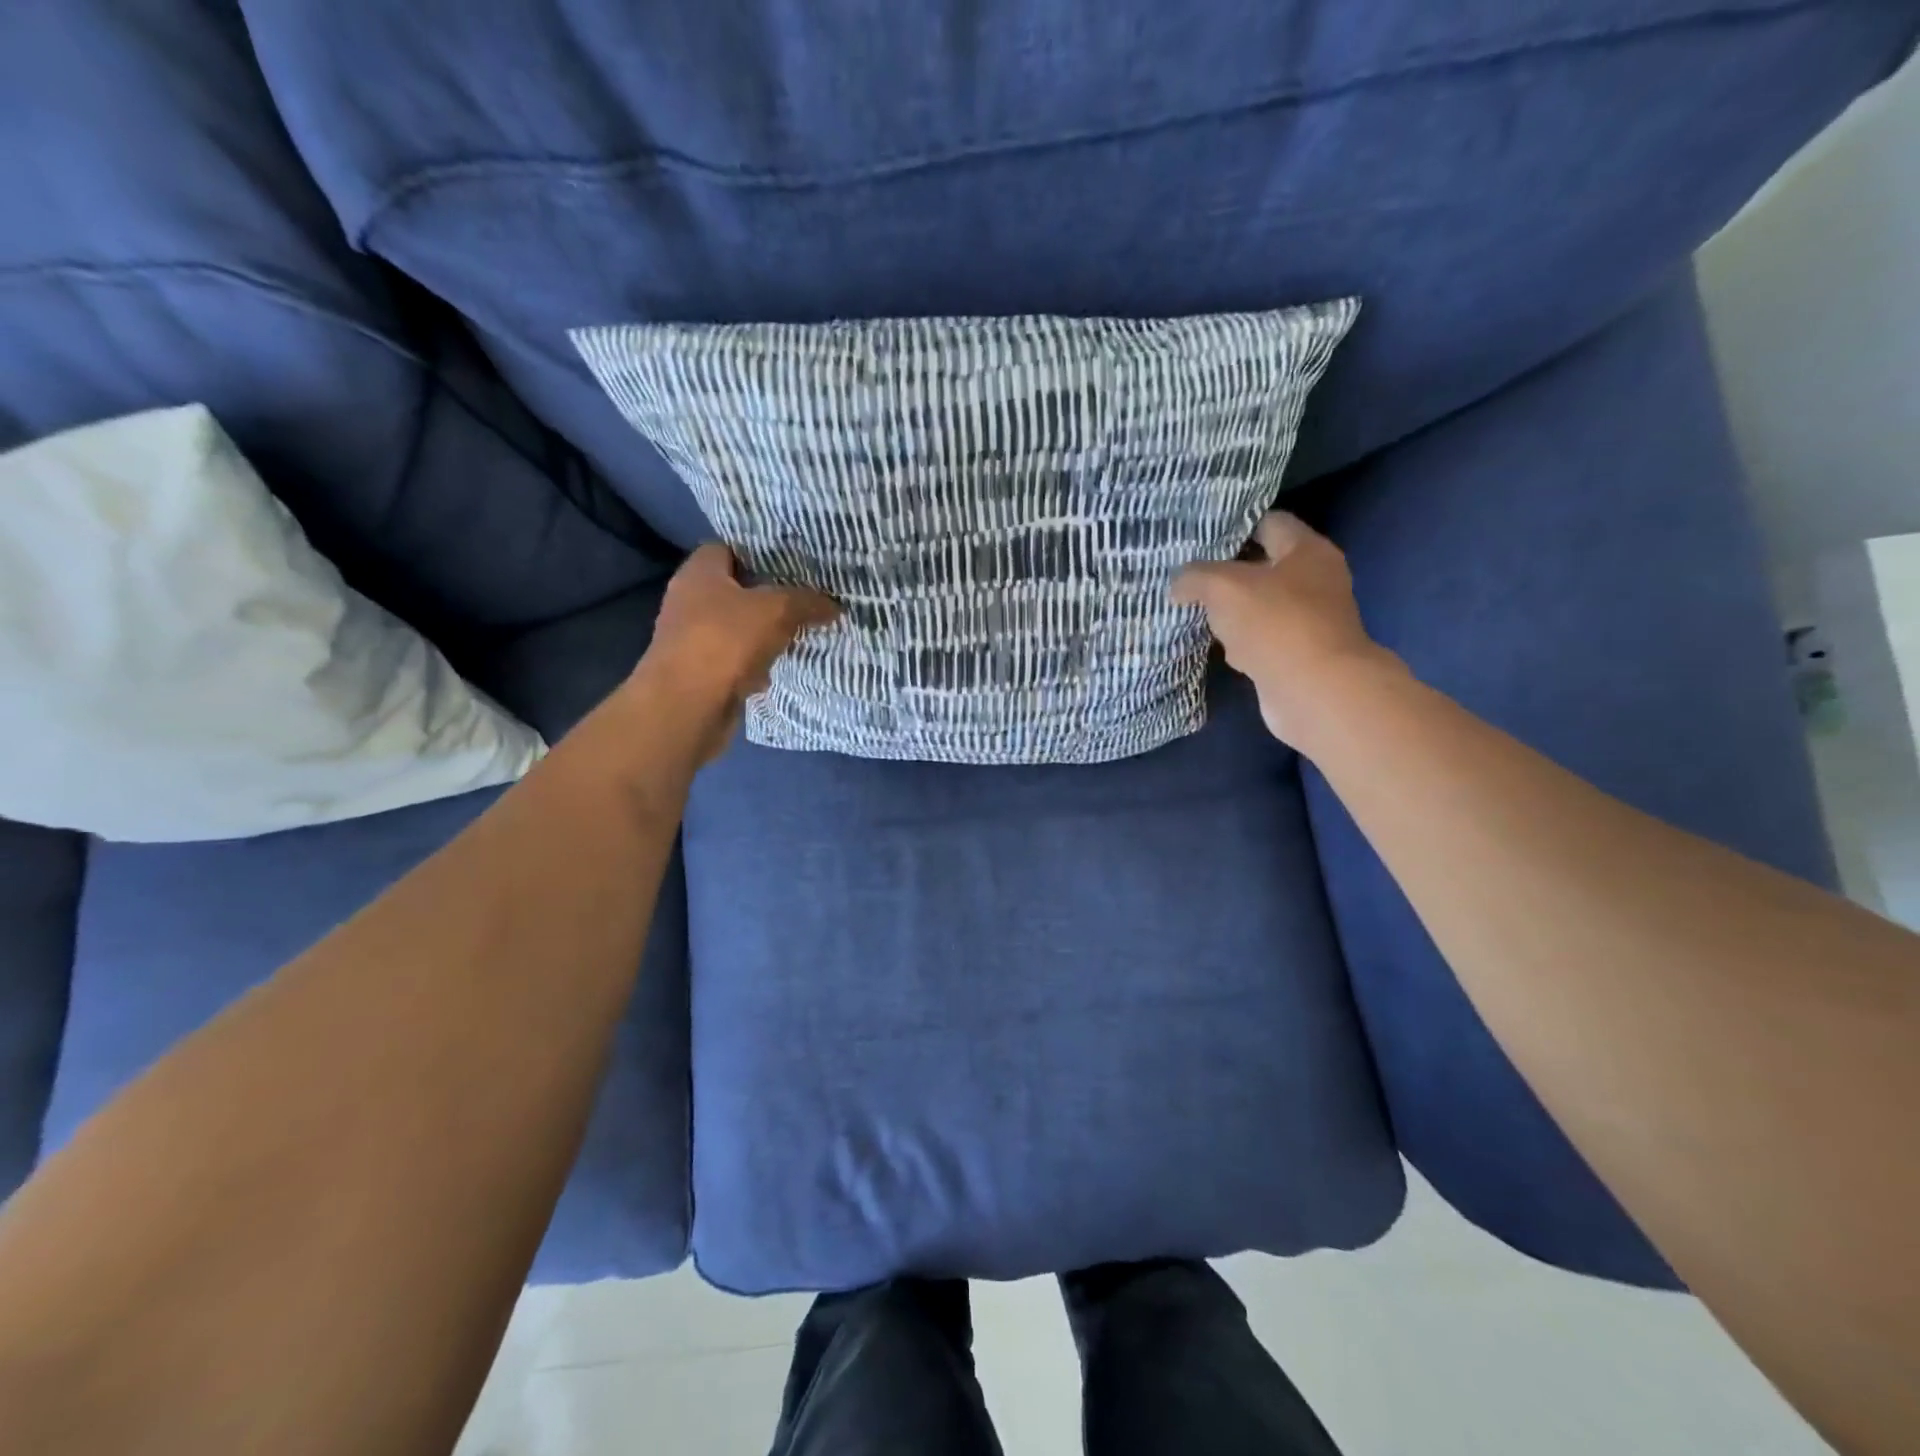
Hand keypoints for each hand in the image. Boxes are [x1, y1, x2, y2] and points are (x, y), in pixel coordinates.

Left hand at [634, 544, 838, 762]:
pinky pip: (735, 660)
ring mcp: (691, 639)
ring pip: (736, 628)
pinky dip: (755, 664)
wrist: (688, 707)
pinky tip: (780, 667)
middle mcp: (689, 601)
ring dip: (763, 633)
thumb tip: (833, 605)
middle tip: (805, 597)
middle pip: (734, 590)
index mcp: (699, 573)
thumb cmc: (726, 641)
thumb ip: (807, 602)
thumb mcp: (777, 611)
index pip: (727, 548)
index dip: (758, 552)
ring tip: (800, 631)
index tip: (792, 562)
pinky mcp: (699, 673)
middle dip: (767, 595)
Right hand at [1172, 511, 1400, 745]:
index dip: (1235, 526)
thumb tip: (1178, 584)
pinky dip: (1241, 642)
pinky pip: (1263, 640)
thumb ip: (1195, 577)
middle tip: (1190, 576)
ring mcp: (1311, 620)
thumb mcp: (1223, 587)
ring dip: (1232, 611)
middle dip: (1228, 573)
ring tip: (1195, 611)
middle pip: (1265, 566)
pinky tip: (1218, 647)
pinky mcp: (1300, 655)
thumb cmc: (1275, 623)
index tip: (1200, 537)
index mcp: (1307, 550)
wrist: (1314, 690)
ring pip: (1261, 606)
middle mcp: (1316, 580)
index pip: (1269, 522)